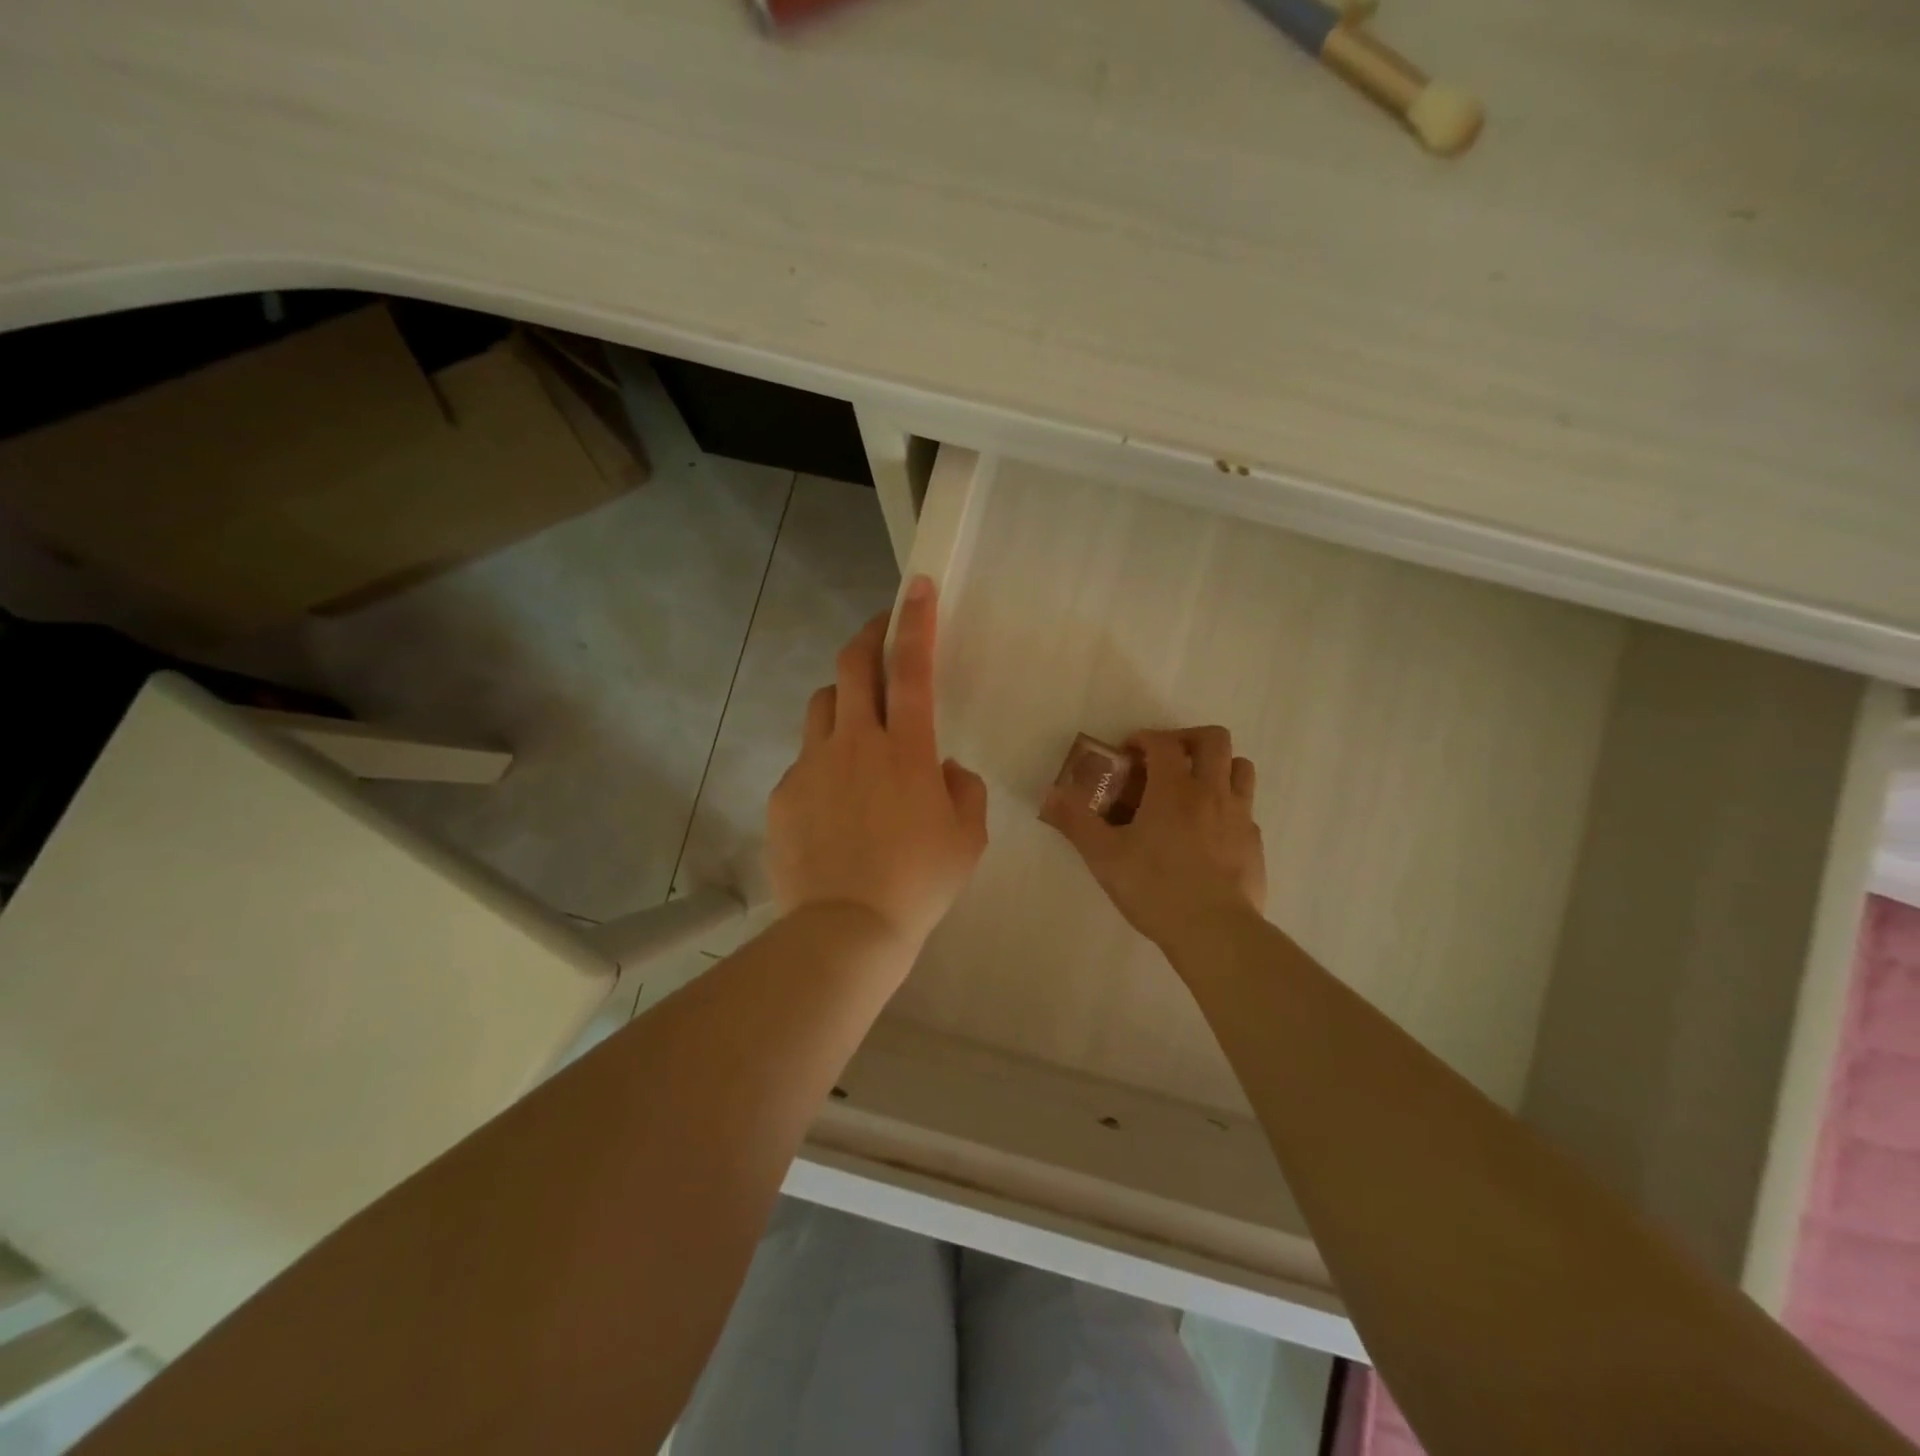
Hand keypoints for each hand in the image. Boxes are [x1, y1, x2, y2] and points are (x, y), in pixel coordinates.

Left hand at [766, 575, 988, 956]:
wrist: (847, 929)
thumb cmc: (918, 883)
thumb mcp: (967, 839)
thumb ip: (964, 791)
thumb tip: (945, 770)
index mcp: (907, 750)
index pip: (913, 668)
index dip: (916, 621)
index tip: (916, 587)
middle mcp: (856, 743)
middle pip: (852, 666)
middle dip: (867, 638)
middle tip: (879, 636)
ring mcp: (812, 765)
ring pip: (822, 705)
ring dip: (843, 699)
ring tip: (857, 725)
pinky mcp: (784, 793)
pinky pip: (806, 760)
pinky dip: (824, 762)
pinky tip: (834, 803)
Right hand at [1041, 726, 1266, 951]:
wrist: (1214, 931)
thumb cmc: (1155, 888)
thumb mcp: (1104, 856)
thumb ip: (1075, 821)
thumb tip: (1049, 794)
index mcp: (1174, 789)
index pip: (1163, 742)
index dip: (1144, 738)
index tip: (1128, 753)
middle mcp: (1212, 792)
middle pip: (1214, 739)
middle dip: (1188, 739)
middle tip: (1167, 759)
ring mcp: (1240, 817)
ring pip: (1241, 768)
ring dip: (1218, 766)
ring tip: (1195, 787)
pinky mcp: (1254, 843)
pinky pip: (1246, 809)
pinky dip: (1228, 807)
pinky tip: (1209, 832)